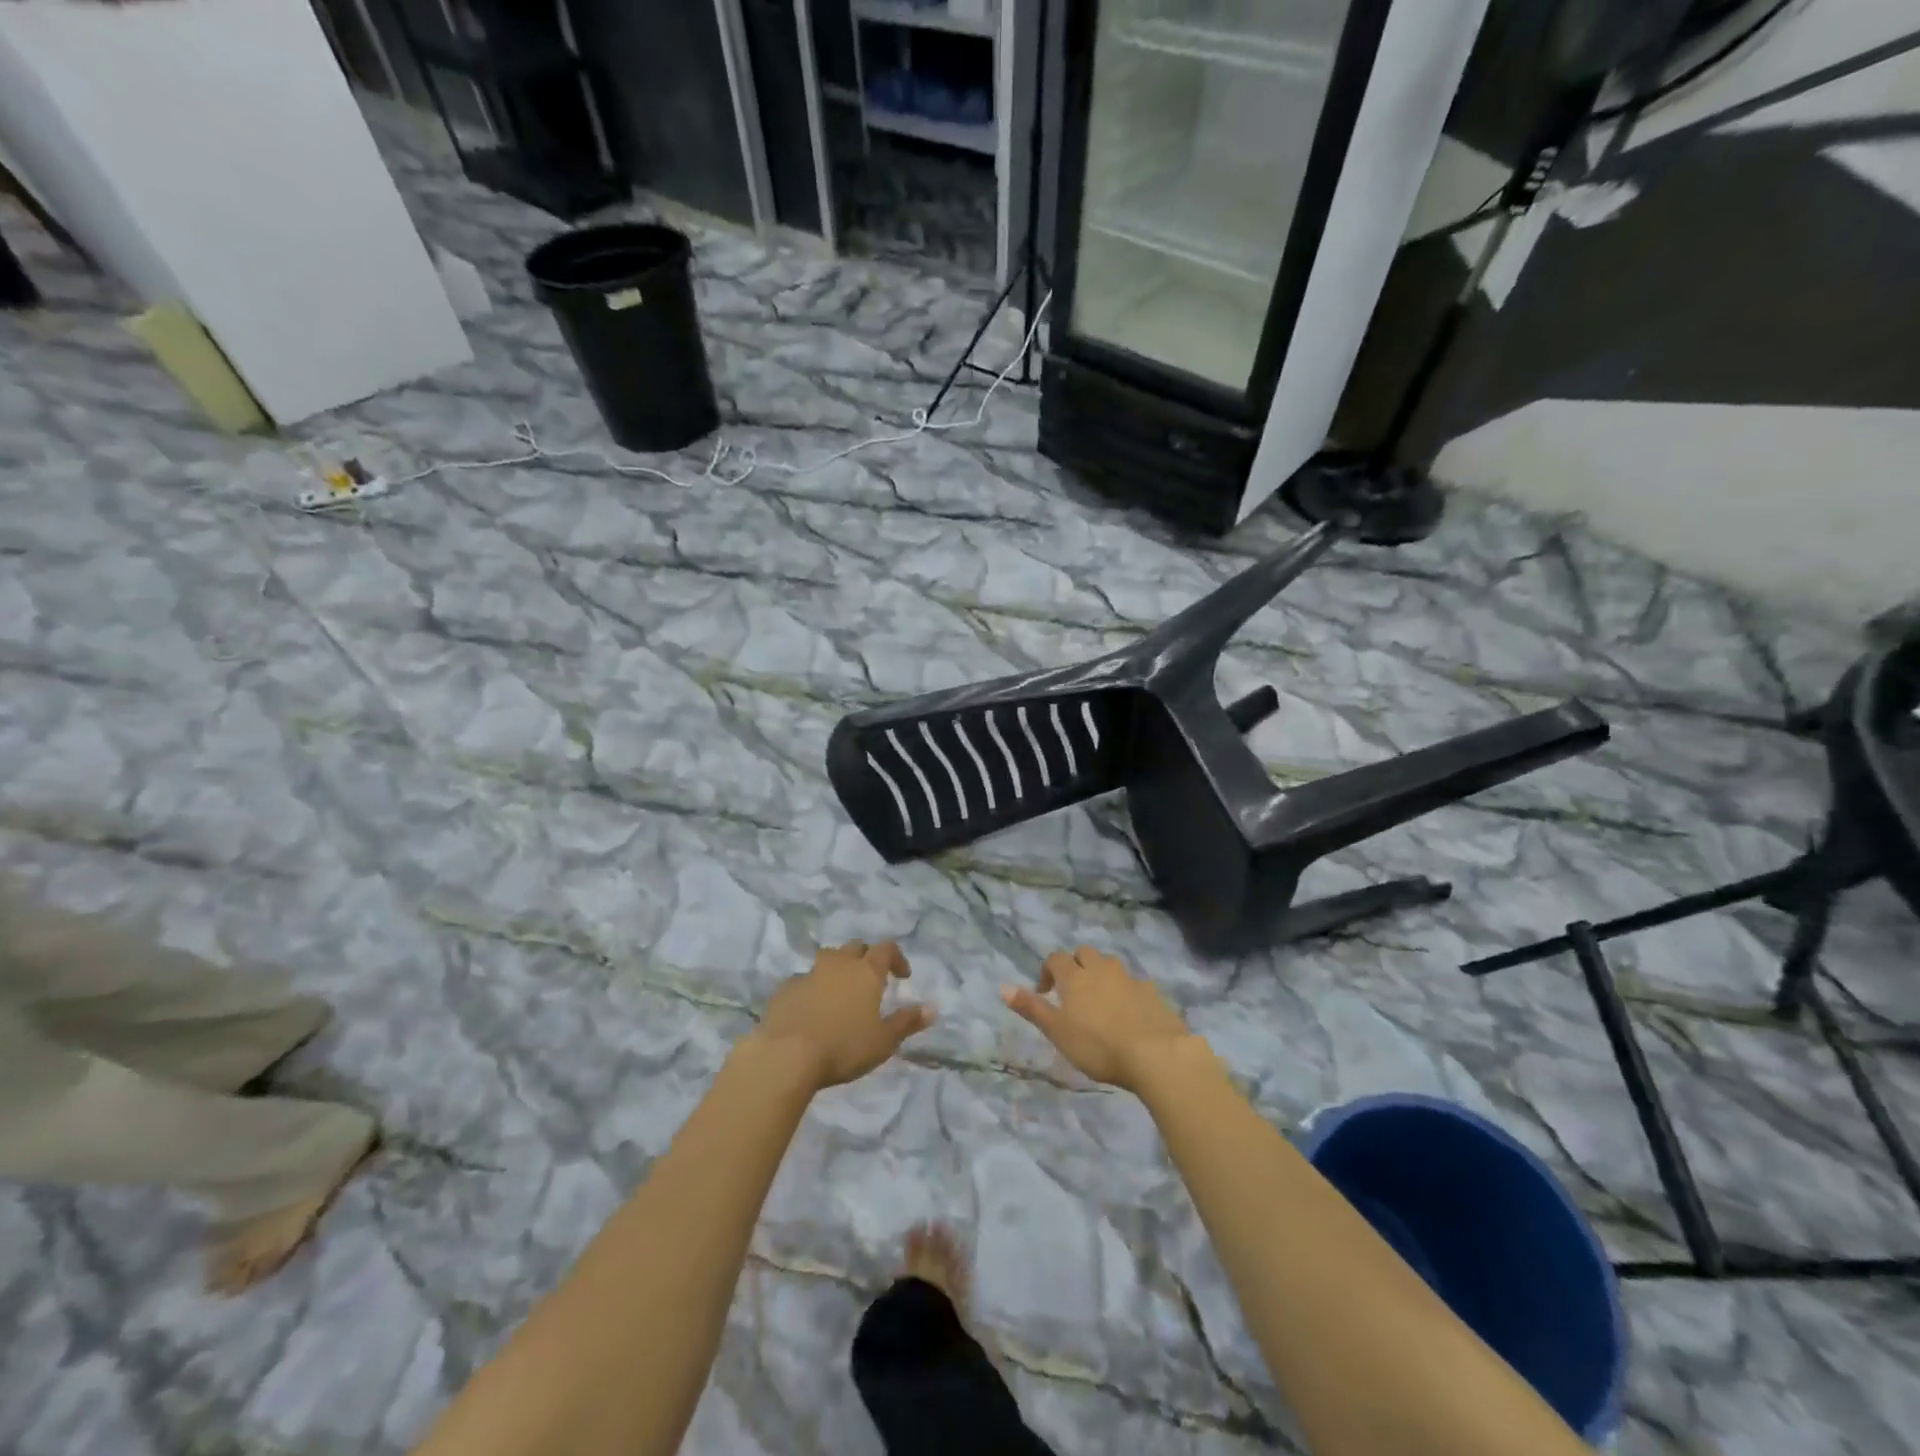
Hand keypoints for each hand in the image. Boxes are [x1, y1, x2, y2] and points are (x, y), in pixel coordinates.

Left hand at [755, 941, 932, 1090]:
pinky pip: (804, 980)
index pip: (886, 949)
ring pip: (828, 958)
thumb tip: (932, 1008)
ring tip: (840, 991)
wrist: (787, 1055)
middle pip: (856, 947)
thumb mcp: (884, 1041)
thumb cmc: (844, 1047)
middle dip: (866, 958)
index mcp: (866, 972)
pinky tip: (811, 1009)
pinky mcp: (785, 989)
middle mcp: (838, 964)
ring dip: (837, 968)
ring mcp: (809, 973)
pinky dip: (812, 987)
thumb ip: (907, 1022)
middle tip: (870, 980)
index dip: (897, 958)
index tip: (903, 976)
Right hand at [1003, 946, 1216, 1092]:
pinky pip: (1133, 983)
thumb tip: (1002, 987)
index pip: (1056, 959)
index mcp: (1075, 976)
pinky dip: (1125, 991)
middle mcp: (1102, 969)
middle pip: (1085, 953)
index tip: (1045, 993)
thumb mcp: (1057, 1031)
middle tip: (1073, 992)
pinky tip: (1127, 1014)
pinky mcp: (1152, 993)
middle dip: (1076, 965)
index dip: (1048, 971)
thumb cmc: (1097, 1045)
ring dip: (1101, 975)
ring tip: (1099, 1002)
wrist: (1155, 1054)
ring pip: (1110, 965)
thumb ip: (1031, 1008)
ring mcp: (1129, 979)